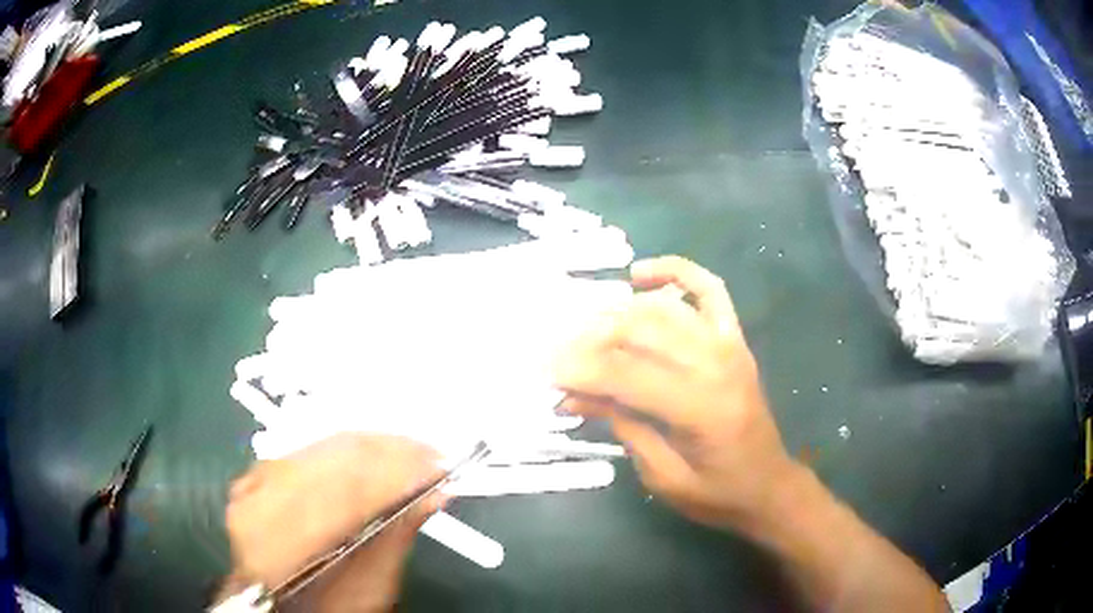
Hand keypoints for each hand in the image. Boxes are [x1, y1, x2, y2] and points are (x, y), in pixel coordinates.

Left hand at [222, 434, 444, 611]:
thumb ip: (394, 540)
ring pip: (319, 446)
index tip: (439, 467)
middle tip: (433, 453)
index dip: (396, 475)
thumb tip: (432, 495)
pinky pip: (309, 448)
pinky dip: (346, 447)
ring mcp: (254, 484)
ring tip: (412, 449)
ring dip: (372, 445)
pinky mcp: (258, 474)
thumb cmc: (323, 606)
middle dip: (390, 451)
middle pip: (330, 460)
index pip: (345, 494)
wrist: (273, 599)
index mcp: (282, 545)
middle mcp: (259, 504)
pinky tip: (373, 449)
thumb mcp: (364, 590)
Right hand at [553, 256, 797, 530]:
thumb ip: (623, 427)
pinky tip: (640, 275)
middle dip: (591, 340)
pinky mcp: (734, 338)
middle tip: (559, 355)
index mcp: (700, 409)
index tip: (546, 372)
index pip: (627, 375)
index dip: (581, 370)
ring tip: (586, 330)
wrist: (768, 486)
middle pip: (642, 331)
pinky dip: (675, 272)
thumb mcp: (662, 476)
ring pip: (664, 308)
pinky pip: (708, 289)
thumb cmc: (717, 493)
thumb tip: (574, 395)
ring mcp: (728, 344)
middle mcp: (717, 365)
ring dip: (618, 313)